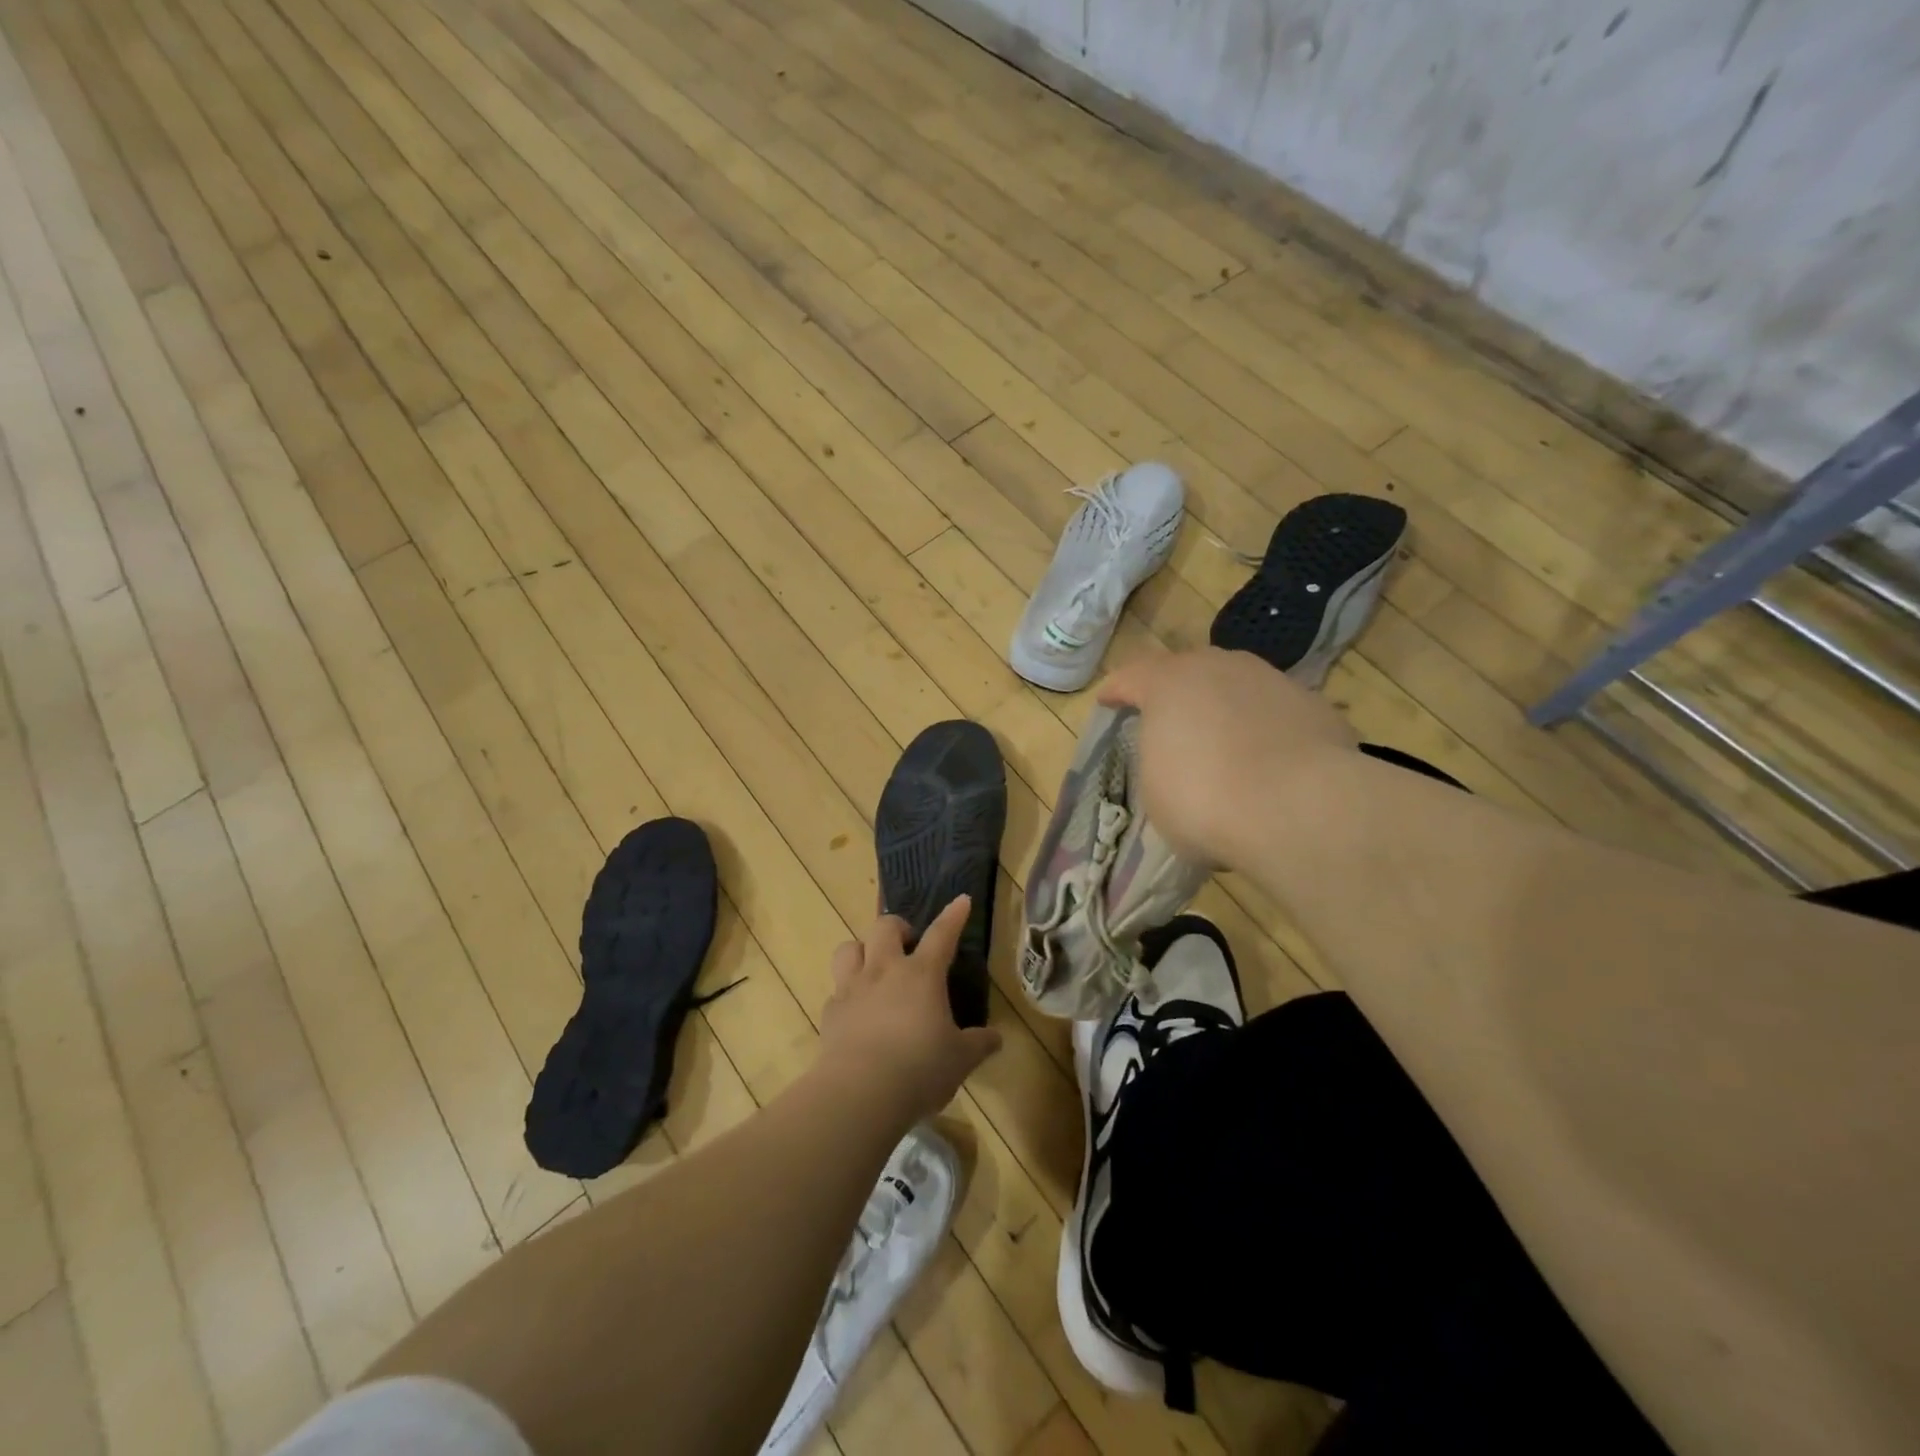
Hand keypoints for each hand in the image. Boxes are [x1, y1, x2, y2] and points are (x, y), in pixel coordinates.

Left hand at [818, 896, 1002, 1121]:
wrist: (861, 1093)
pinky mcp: (830, 1013)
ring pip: (848, 948)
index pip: (942, 934)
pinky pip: (836, 991)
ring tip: (873, 967)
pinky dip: (847, 995)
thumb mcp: (961, 1059)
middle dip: (897, 927)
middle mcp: (884, 971)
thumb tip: (996, 1038)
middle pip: (884, 927)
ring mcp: (853, 989)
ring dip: (862, 951)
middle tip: (908, 944)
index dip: (953, 916)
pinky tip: (856, 1012)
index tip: (961, 900)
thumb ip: (978, 1044)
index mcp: (922, 975)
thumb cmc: (920, 1069)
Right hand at [1097, 648, 1358, 867]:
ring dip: (1225, 708)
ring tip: (1224, 743)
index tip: (1107, 701)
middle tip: (1168, 720)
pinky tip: (1269, 762)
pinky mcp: (1315, 706)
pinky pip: (1276, 713)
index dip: (1116, 690)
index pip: (1131, 676)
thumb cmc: (1204, 798)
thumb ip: (1161, 759)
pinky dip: (1266, 730)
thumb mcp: (1156, 788)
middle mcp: (1220, 667)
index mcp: (1168, 683)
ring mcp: (1272, 681)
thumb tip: (1180, 760)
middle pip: (1189, 670)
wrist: (1299, 808)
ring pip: (1238, 686)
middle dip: (1176, 692)